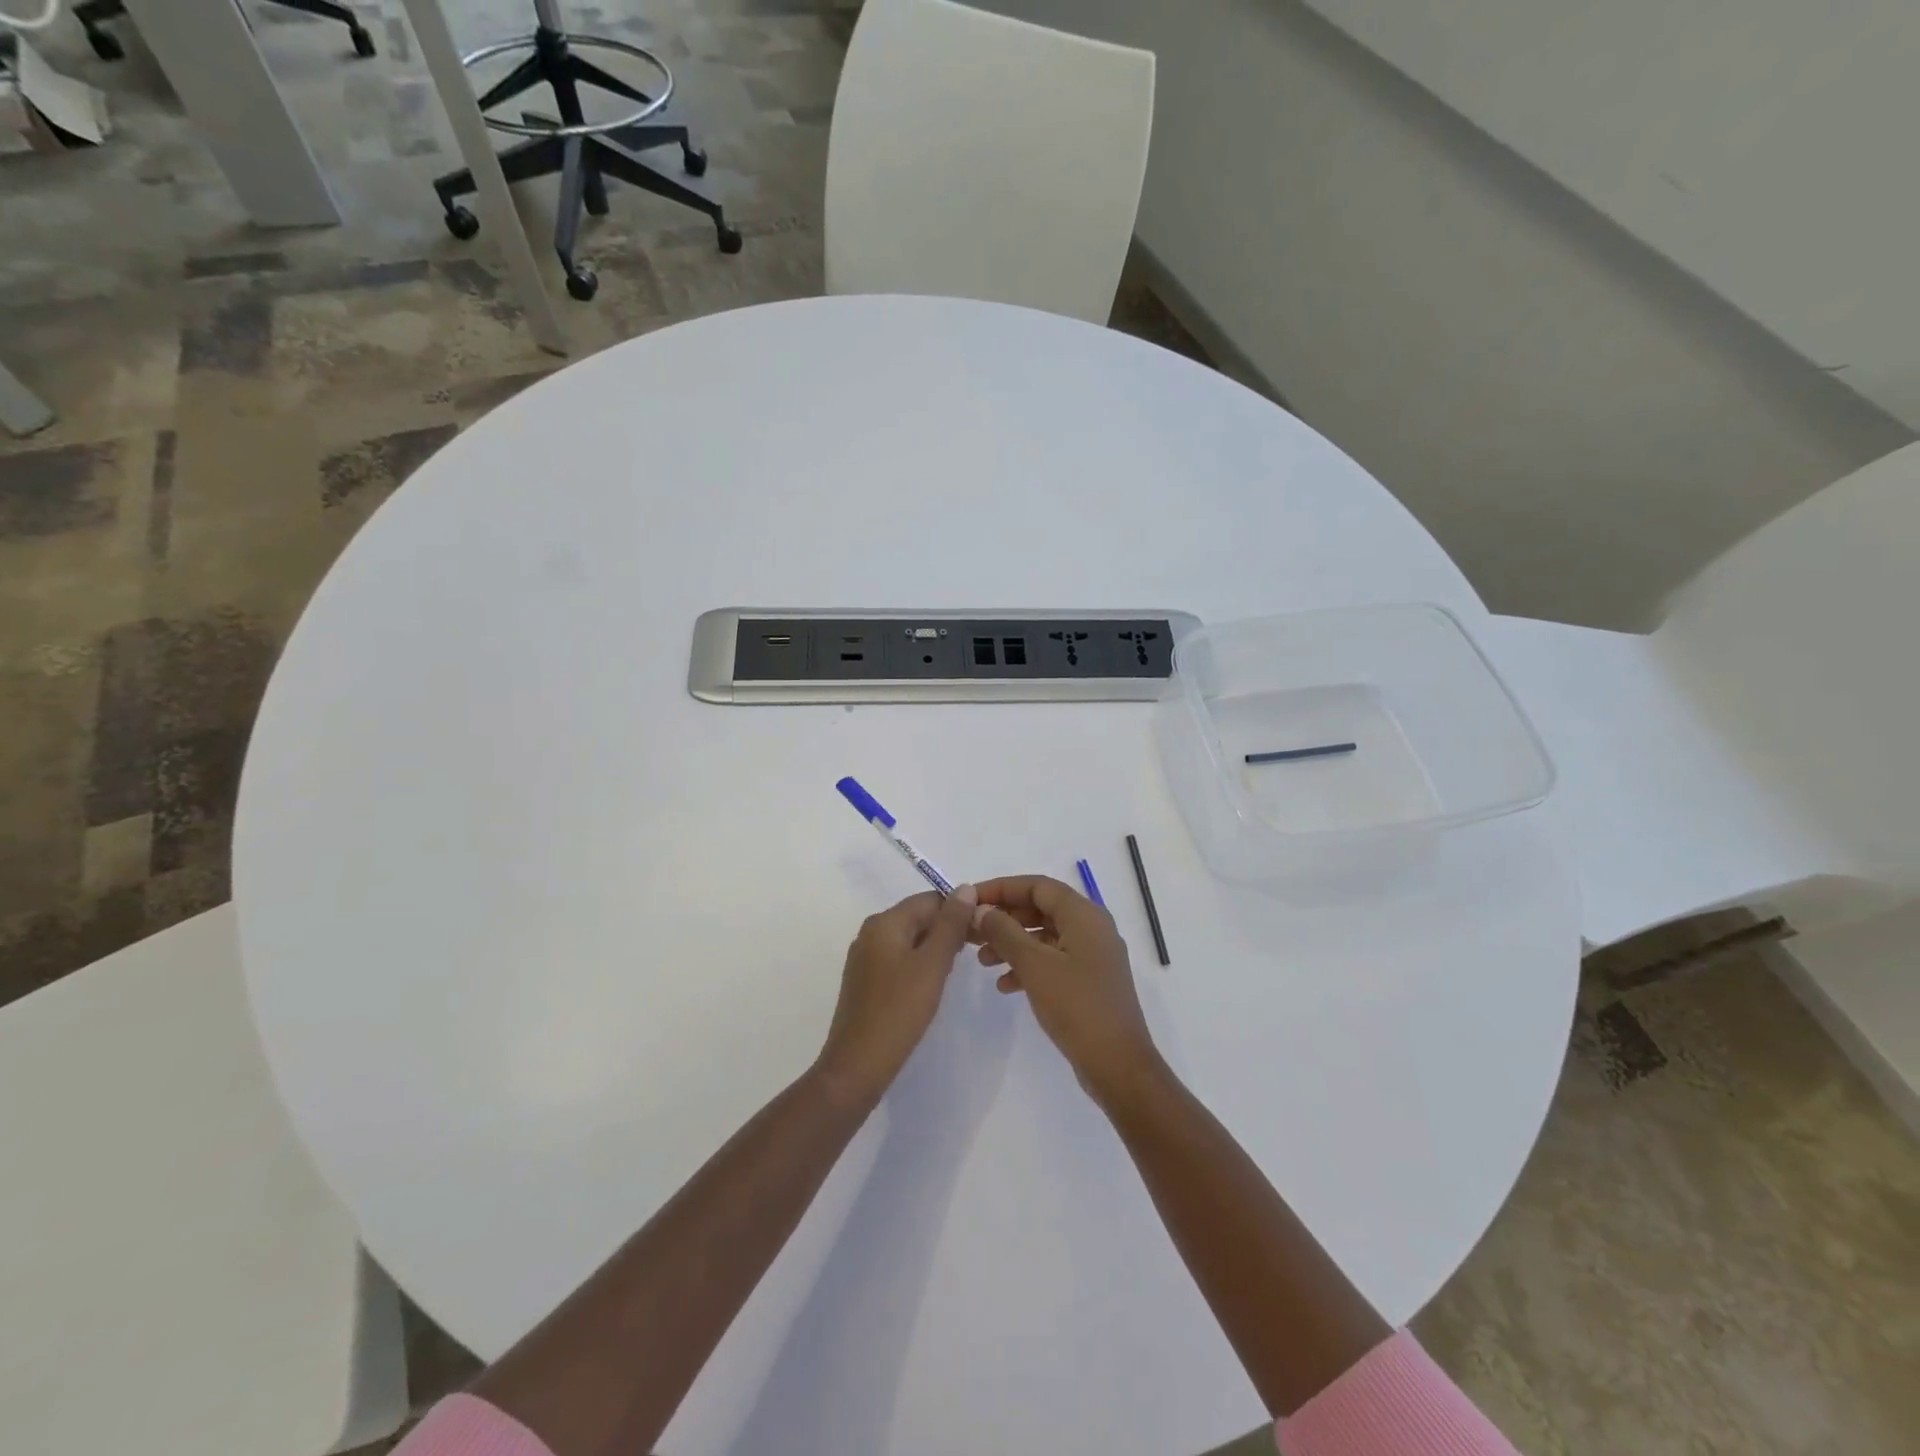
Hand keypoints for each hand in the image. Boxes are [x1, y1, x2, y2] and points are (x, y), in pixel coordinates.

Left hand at [816, 886, 978, 1104]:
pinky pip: (899, 960)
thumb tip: (965, 887)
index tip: (984, 932)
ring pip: (910, 940)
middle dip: (948, 929)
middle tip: (978, 952)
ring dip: (936, 948)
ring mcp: (866, 958)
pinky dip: (920, 965)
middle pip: (918, 917)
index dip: (959, 910)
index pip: (930, 899)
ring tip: (957, 970)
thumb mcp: (932, 965)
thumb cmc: (898, 1011)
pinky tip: (933, 985)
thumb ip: (951, 925)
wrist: (856, 1067)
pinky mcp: (866, 982)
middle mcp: (870, 933)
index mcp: (884, 922)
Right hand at [970, 875, 1161, 1105]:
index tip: (970, 900)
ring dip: (1012, 943)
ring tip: (982, 960)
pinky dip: (1028, 966)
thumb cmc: (1077, 1007)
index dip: (1001, 888)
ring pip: (1045, 936)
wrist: (1118, 1066)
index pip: (1038, 886)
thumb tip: (981, 909)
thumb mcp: (1035, 965)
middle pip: (1041, 909)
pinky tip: (1004, 985)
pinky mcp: (1089, 981)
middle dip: (1004, 917)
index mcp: (1084, 915)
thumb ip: (1005, 932)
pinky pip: (1053, 960)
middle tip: (971, 930)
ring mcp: (1092, 956)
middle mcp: (1092, 928)